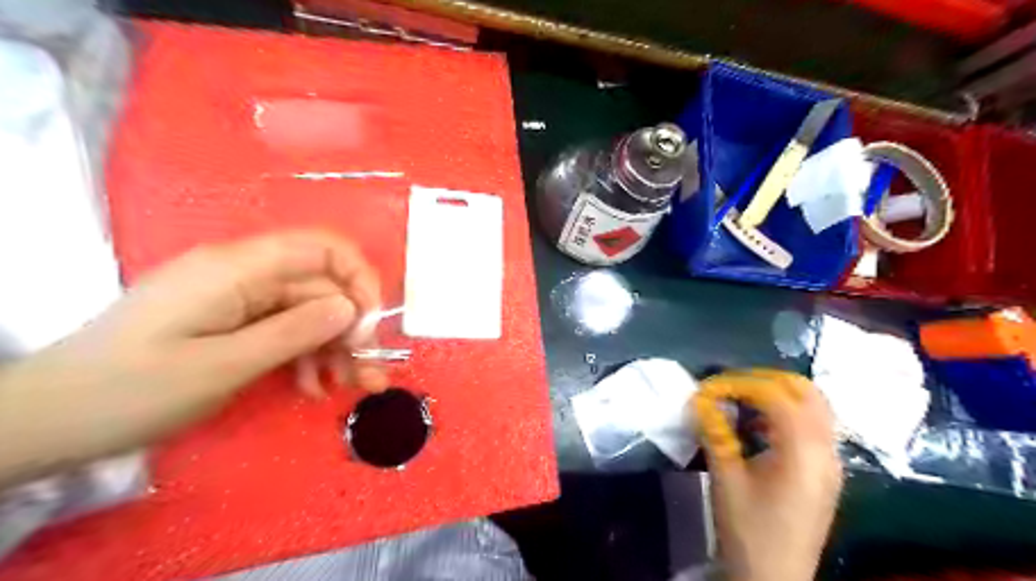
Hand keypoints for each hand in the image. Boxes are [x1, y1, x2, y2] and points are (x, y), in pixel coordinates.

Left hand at [1, 230, 385, 486]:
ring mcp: (238, 299)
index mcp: (238, 268)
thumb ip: (294, 331)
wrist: (48, 420)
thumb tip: (350, 308)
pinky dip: (306, 357)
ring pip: (309, 313)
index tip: (370, 327)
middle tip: (369, 374)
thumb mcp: (223, 365)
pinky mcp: (233, 321)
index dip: (358, 280)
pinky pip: (286, 330)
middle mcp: (244, 274)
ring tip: (350, 387)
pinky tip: (311, 387)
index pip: (322, 249)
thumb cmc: (132, 390)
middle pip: (320, 288)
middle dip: (352, 329)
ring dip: (335, 348)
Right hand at [686, 370, 839, 580]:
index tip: (709, 389)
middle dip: (764, 380)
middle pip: (805, 392)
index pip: (776, 395)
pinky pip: (812, 427)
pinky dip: (785, 415)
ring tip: (741, 404)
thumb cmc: (748, 530)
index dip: (740, 383)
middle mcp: (825, 450)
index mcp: (803, 451)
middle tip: (730, 386)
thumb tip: (699, 399)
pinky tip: (757, 430)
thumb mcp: (725, 478)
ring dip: (777, 396)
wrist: (774, 579)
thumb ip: (714, 432)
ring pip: (813, 407)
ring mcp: (830, 462)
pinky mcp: (826, 473)